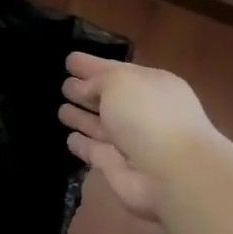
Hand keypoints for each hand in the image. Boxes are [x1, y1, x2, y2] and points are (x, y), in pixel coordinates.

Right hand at [58, 53, 217, 218]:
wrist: (172, 174)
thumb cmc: (148, 115)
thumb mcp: (119, 81)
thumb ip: (96, 80)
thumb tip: (80, 87)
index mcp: (150, 84)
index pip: (116, 70)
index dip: (92, 65)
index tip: (69, 60)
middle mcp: (142, 111)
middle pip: (109, 98)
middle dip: (86, 91)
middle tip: (63, 85)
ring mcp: (131, 141)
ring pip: (101, 125)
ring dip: (82, 118)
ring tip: (60, 110)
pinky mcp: (117, 167)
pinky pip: (95, 151)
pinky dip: (83, 145)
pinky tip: (69, 138)